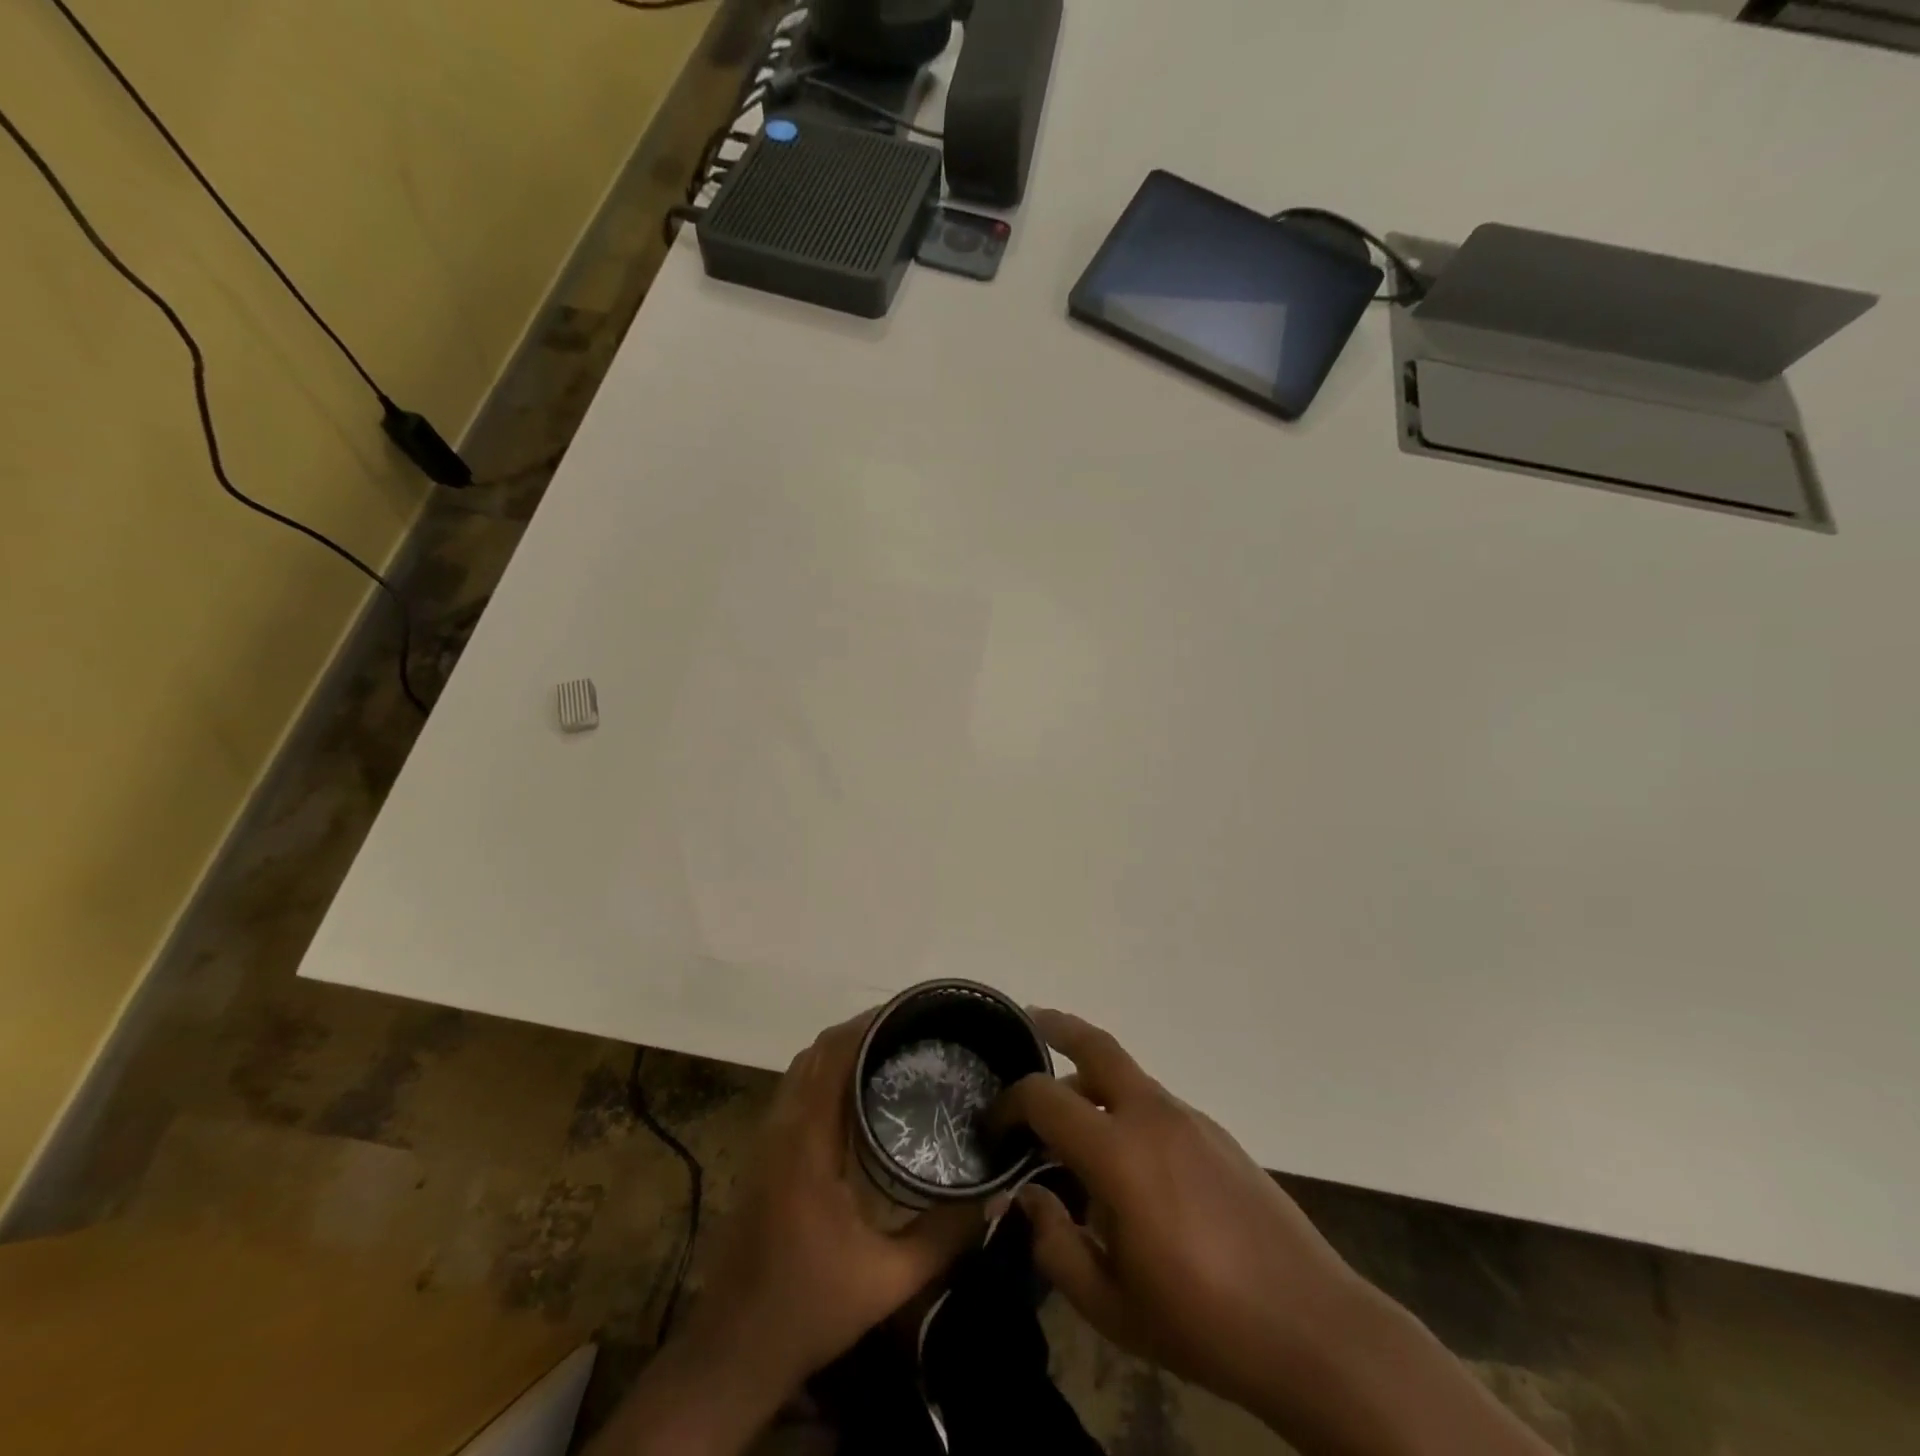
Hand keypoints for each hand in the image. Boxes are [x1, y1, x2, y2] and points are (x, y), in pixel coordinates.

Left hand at [688, 1012, 981, 1396]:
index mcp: (807, 1144)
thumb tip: (994, 1194)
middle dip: (862, 1029)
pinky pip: (797, 1089)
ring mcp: (767, 1139)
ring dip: (842, 1048)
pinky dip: (827, 1071)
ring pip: (804, 1067)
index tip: (911, 1013)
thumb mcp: (888, 1281)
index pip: (833, 1057)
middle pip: (817, 1051)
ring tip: (893, 1049)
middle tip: (913, 1029)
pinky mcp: (764, 1153)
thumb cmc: (808, 1309)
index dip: (869, 1025)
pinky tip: (859, 1090)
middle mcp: (782, 1128)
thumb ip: (943, 1236)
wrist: (732, 1350)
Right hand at [1001, 1010, 1554, 1455]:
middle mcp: (1152, 1116)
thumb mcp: (1110, 1305)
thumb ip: (1055, 1244)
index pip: (1045, 1097)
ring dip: (1090, 1075)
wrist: (1312, 1327)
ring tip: (1067, 1108)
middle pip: (1097, 1044)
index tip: (993, 1126)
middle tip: (1026, 1023)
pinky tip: (1125, 1155)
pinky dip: (1125, 1106)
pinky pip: (1155, 1103)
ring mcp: (1190, 1119)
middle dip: (1057, 1026)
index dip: (1009, 1103)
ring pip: (1127, 1074)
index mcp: (1118, 1152)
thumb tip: (1029, 1195)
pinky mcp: (1217, 1133)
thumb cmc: (1202, 1322)